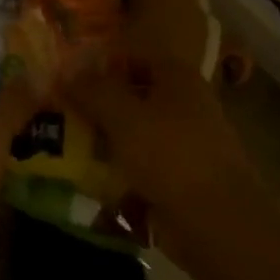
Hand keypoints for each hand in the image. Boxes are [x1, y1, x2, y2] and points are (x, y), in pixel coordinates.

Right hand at [60, 53, 258, 246]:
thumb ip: (93, 91)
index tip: (67, 76)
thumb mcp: (124, 116)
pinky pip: (140, 164)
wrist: (219, 224)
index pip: (132, 55)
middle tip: (60, 111)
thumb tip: (67, 73)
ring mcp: (184, 142)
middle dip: (97, 103)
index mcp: (177, 77)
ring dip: (104, 137)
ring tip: (66, 144)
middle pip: (132, 94)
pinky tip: (90, 176)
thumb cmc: (171, 156)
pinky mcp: (179, 178)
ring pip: (134, 131)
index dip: (99, 62)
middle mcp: (184, 103)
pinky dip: (118, 167)